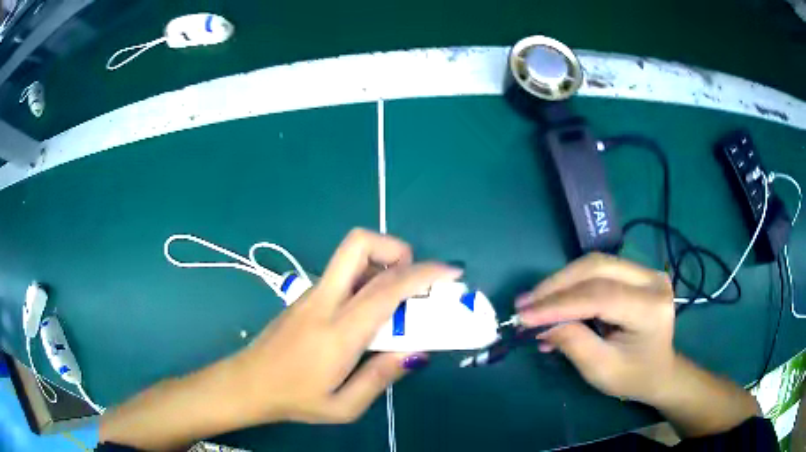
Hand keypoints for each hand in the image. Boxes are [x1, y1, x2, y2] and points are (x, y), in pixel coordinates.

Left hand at [228, 228, 460, 424]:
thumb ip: (381, 377)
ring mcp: (311, 294)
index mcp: (338, 331)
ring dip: (382, 262)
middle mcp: (324, 301)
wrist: (247, 383)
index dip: (424, 274)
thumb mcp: (344, 406)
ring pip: (350, 255)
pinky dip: (368, 277)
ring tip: (397, 298)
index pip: (386, 288)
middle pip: (359, 244)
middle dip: (396, 248)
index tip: (451, 273)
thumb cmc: (294, 399)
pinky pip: (343, 274)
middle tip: (413, 279)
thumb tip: (416, 352)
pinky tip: (371, 311)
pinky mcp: (305, 296)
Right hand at [515, 253, 675, 403]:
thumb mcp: (601, 369)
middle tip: (525, 304)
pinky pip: (598, 271)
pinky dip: (572, 286)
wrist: (659, 371)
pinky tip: (553, 303)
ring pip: (595, 264)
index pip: (601, 296)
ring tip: (533, 302)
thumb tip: (539, 323)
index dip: (560, 304)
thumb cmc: (633, 377)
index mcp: (651, 308)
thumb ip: (573, 343)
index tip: (524, 316)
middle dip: (557, 285)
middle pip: (597, 268)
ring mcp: (646, 272)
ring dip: (561, 283)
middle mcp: (652, 280)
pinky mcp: (636, 273)